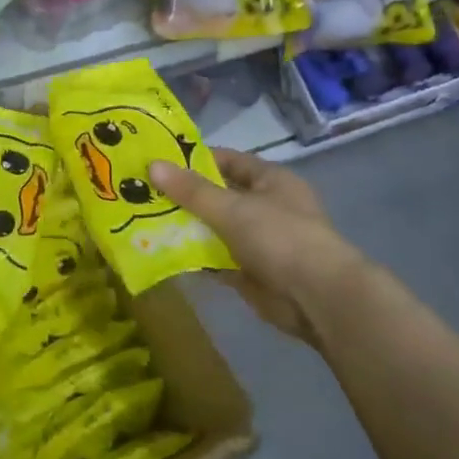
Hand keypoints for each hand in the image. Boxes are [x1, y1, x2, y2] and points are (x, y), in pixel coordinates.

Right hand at [150, 148, 372, 348]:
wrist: (317, 298)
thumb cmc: (280, 238)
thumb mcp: (232, 208)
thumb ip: (192, 190)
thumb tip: (152, 165)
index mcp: (270, 180)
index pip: (227, 161)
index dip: (194, 160)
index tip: (158, 162)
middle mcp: (265, 206)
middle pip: (217, 195)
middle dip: (183, 195)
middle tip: (142, 192)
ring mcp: (258, 240)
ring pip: (214, 228)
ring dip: (186, 227)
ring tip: (142, 220)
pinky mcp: (250, 270)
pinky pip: (216, 258)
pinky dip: (194, 256)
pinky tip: (162, 252)